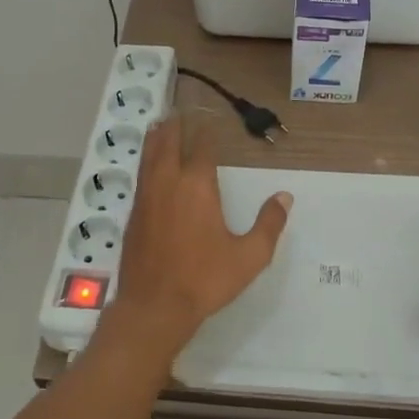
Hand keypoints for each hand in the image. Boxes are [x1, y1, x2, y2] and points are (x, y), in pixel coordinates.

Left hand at [105, 114, 291, 360]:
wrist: (154, 306)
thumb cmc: (205, 279)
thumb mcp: (249, 256)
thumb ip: (268, 224)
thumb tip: (284, 196)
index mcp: (198, 186)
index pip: (202, 147)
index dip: (205, 131)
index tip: (209, 120)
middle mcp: (169, 182)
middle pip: (169, 143)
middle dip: (175, 126)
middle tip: (178, 112)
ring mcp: (147, 197)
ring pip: (150, 157)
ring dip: (156, 139)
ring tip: (158, 125)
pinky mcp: (133, 214)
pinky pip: (140, 176)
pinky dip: (145, 161)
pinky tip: (148, 166)